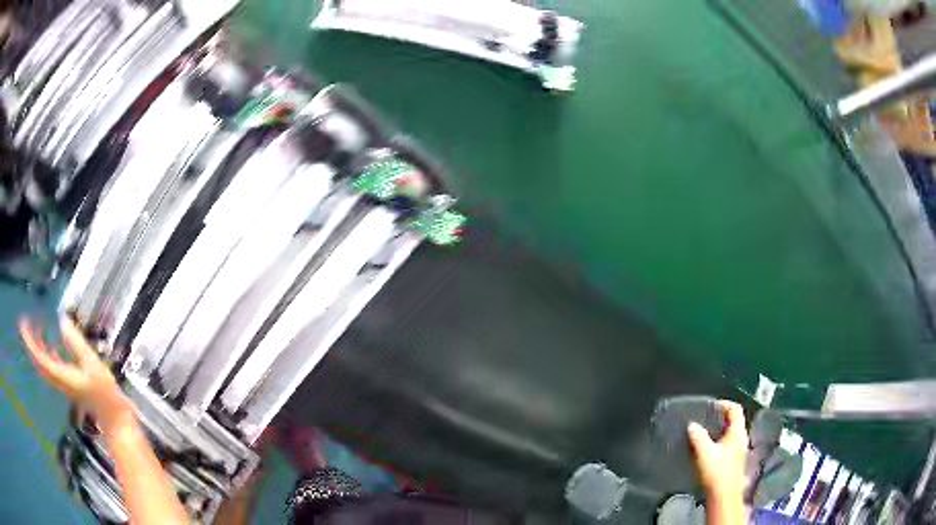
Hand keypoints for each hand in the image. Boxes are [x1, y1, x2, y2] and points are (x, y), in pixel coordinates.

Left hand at [19, 316, 132, 432]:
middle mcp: (59, 380)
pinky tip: (50, 346)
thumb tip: (62, 320)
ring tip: (35, 329)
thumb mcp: (91, 362)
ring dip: (37, 347)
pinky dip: (46, 354)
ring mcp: (63, 383)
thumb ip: (75, 342)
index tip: (23, 325)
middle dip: (31, 343)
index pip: (40, 358)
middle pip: (39, 362)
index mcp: (62, 375)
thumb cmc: (104, 391)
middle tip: (26, 323)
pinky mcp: (67, 383)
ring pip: (43, 365)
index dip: (30, 341)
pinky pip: (51, 368)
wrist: (113, 416)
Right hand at [687, 400, 748, 504]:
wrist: (723, 496)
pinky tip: (708, 449)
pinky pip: (729, 443)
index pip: (735, 409)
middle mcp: (741, 438)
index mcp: (737, 432)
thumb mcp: (704, 453)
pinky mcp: (735, 460)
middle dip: (720, 418)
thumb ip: (698, 437)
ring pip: (731, 433)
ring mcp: (740, 449)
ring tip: (704, 433)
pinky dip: (720, 441)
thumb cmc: (717, 473)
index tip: (711, 406)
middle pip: (734, 420)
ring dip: (719, 430)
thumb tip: (692, 425)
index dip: (724, 404)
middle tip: (706, 419)